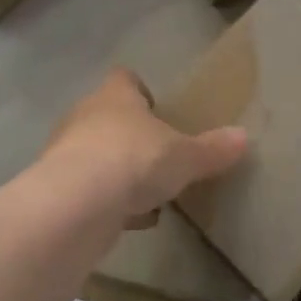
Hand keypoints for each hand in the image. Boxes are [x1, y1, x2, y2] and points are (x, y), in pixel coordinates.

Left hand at [40, 69, 247, 227]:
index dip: (141, 91)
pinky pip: (88, 190)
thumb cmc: (133, 159)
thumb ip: (212, 149)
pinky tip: (130, 222)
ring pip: (96, 155)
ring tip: (148, 196)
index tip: (158, 109)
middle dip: (131, 136)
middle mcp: (86, 115)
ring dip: (118, 172)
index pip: (125, 78)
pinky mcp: (56, 189)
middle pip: (109, 117)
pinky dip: (107, 203)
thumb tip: (244, 137)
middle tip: (159, 157)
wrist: (75, 205)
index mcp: (116, 95)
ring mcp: (66, 152)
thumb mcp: (184, 157)